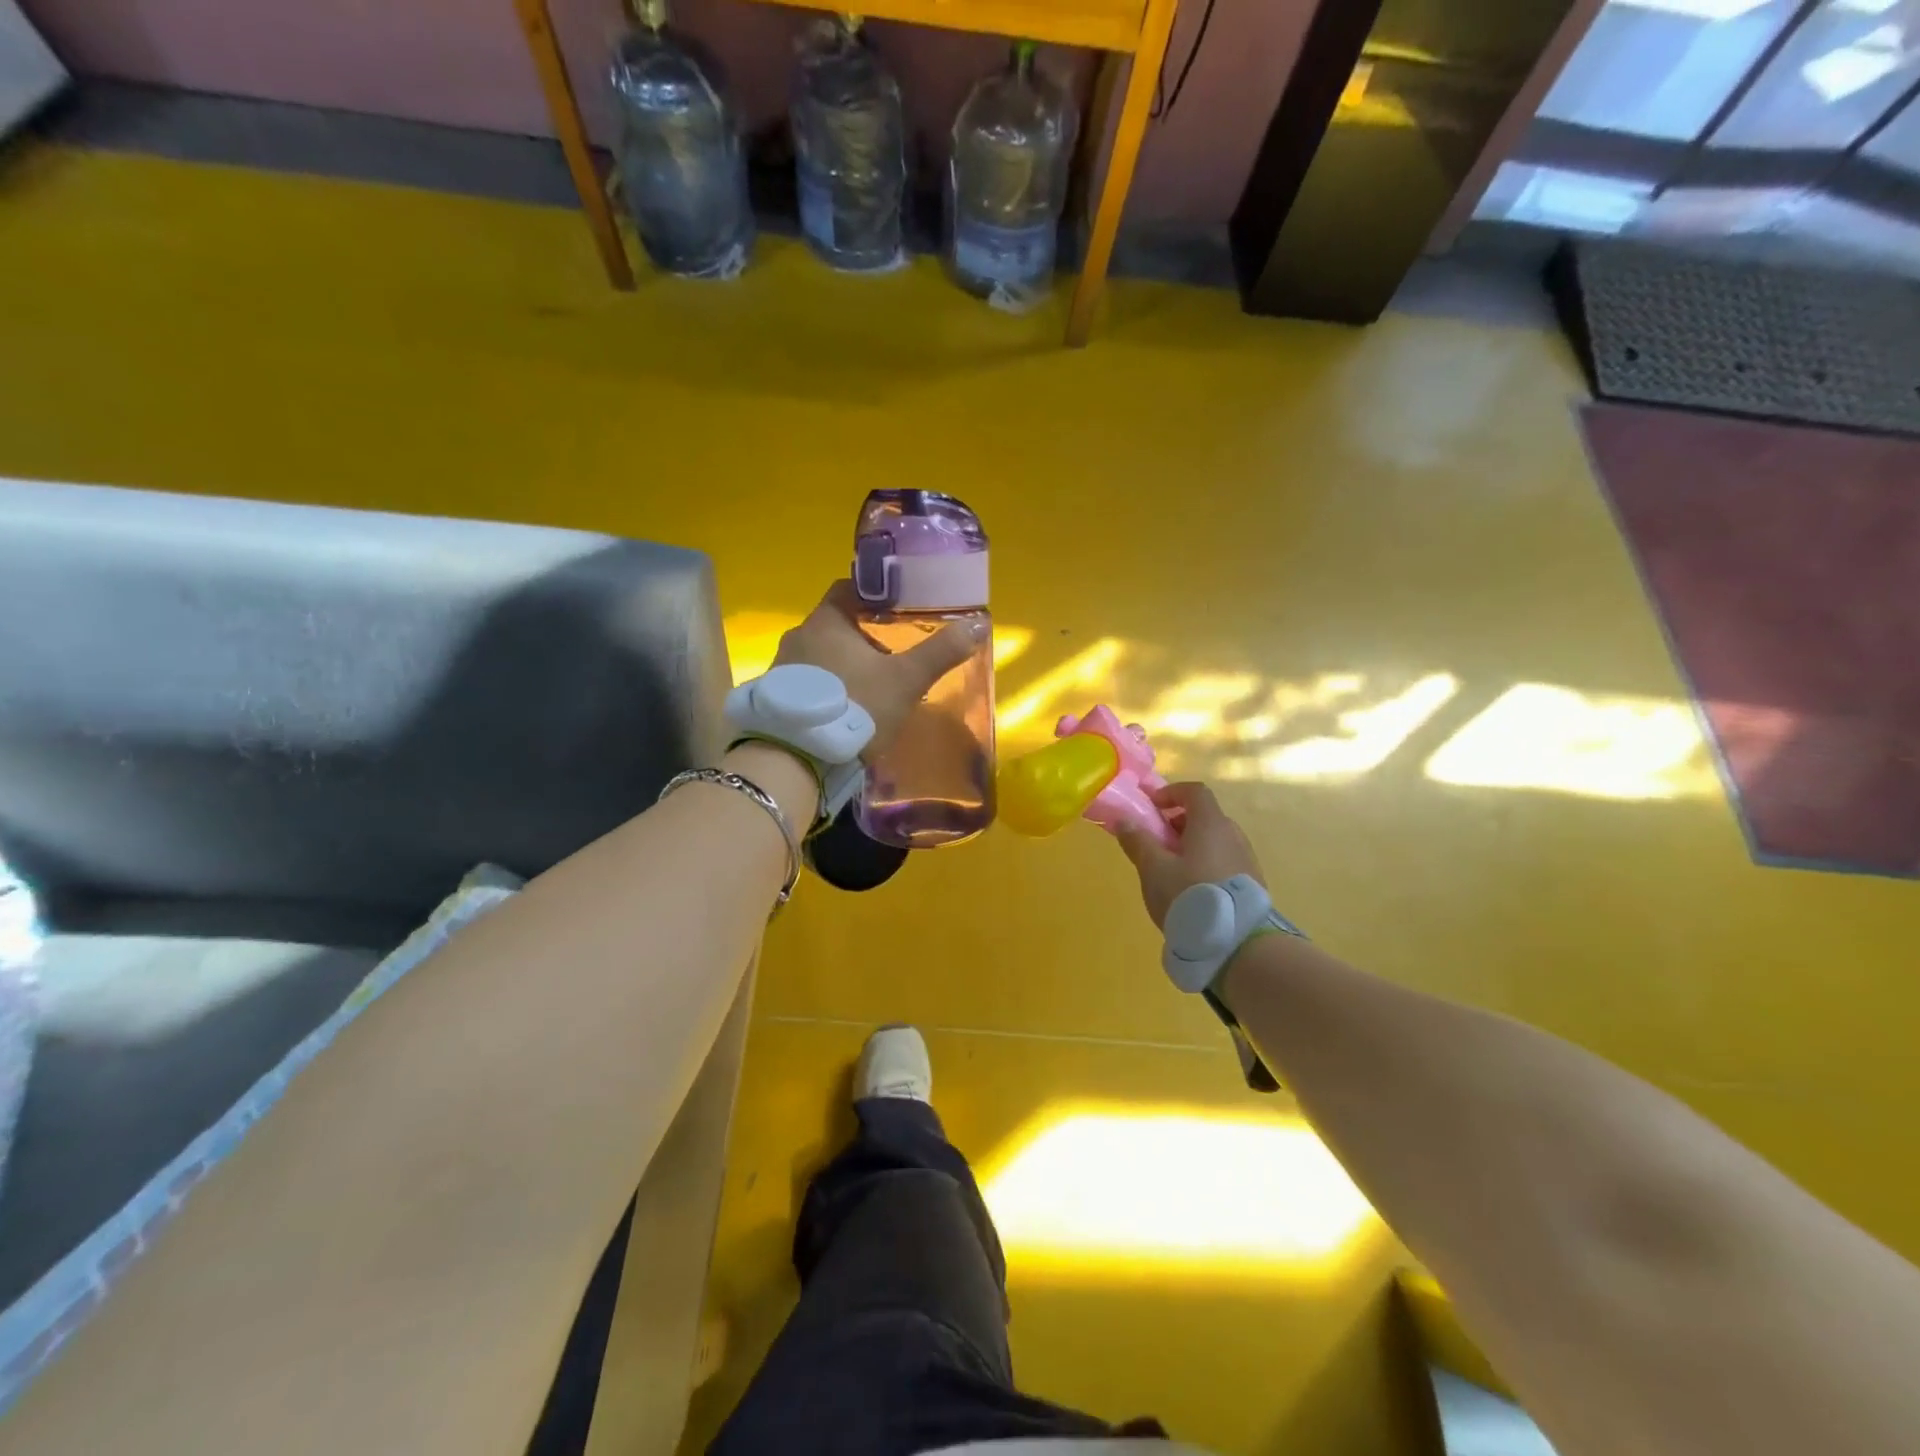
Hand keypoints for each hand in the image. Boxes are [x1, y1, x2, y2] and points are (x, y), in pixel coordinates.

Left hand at [772, 581, 986, 759]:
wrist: (799, 758)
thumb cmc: (855, 706)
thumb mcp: (906, 680)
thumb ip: (940, 652)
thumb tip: (979, 623)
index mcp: (827, 621)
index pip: (848, 589)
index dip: (874, 595)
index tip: (897, 608)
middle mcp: (799, 636)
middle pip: (835, 624)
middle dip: (863, 634)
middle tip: (893, 651)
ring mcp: (782, 668)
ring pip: (820, 654)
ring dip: (843, 663)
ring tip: (872, 682)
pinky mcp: (777, 698)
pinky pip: (807, 681)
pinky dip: (827, 686)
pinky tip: (845, 707)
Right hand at [1115, 782, 1266, 929]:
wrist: (1238, 944)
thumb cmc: (1189, 895)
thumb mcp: (1153, 869)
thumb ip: (1137, 841)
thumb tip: (1123, 819)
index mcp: (1211, 823)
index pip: (1195, 791)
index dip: (1172, 793)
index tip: (1152, 808)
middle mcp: (1233, 835)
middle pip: (1204, 817)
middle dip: (1177, 824)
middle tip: (1157, 845)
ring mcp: (1247, 860)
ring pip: (1214, 842)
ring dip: (1191, 847)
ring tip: (1171, 873)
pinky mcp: (1252, 884)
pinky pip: (1224, 863)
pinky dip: (1205, 866)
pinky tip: (1192, 893)